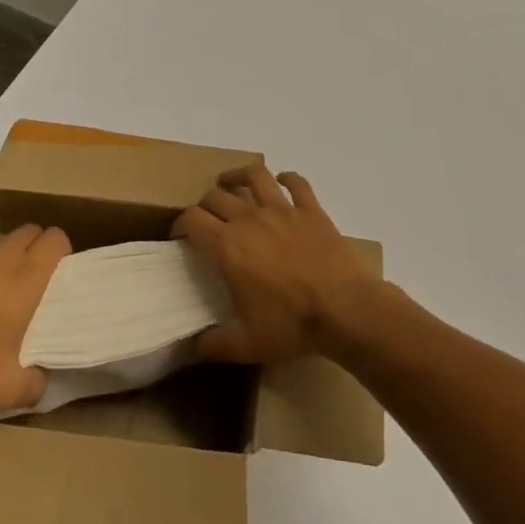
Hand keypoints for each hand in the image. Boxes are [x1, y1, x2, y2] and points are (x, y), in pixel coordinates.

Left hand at [0, 225, 70, 409]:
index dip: (61, 254)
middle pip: (31, 231)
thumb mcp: (7, 389)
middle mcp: (0, 254)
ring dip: (4, 256)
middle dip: (35, 250)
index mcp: (25, 276)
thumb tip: (42, 379)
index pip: (57, 238)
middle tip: (29, 286)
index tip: (56, 280)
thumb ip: (36, 383)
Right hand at [172, 166, 384, 364]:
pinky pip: (296, 183)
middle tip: (206, 218)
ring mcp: (282, 209)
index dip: (180, 223)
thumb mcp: (246, 345)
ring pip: (254, 176)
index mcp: (227, 246)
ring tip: (231, 181)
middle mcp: (249, 219)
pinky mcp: (311, 210)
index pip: (192, 220)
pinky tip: (283, 181)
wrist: (344, 309)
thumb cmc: (291, 325)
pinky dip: (287, 178)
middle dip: (205, 204)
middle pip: (217, 196)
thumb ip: (215, 344)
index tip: (180, 235)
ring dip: (238, 175)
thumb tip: (194, 347)